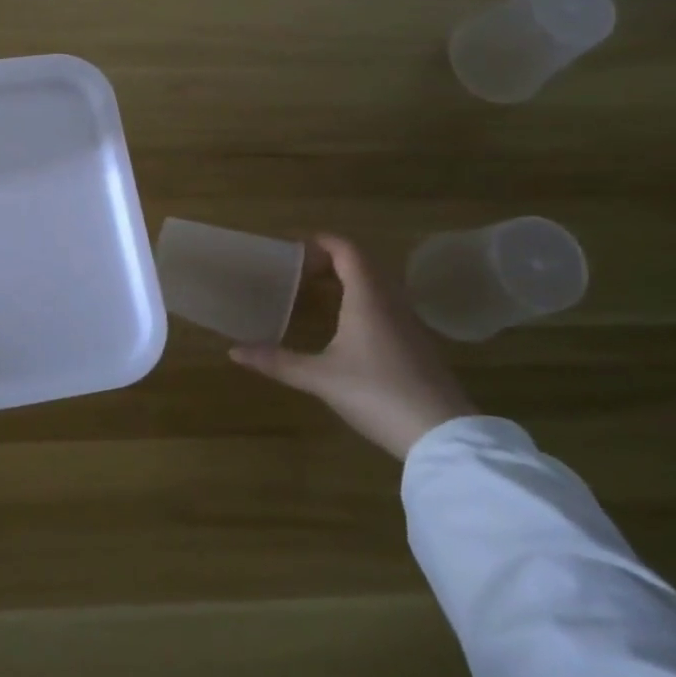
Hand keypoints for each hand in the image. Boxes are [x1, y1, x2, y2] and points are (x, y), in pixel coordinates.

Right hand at [231, 235, 476, 459]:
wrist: (442, 434)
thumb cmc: (376, 393)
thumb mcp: (320, 378)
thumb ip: (277, 362)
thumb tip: (233, 351)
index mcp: (368, 298)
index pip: (348, 251)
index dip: (323, 242)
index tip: (296, 245)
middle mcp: (391, 302)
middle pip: (365, 265)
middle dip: (333, 260)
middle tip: (301, 270)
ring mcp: (410, 324)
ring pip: (379, 286)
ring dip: (351, 281)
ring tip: (320, 293)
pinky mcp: (418, 346)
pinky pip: (388, 307)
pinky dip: (365, 302)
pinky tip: (349, 327)